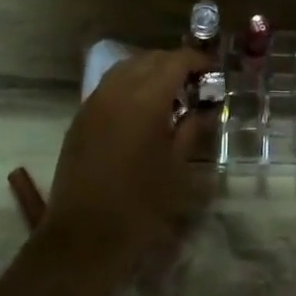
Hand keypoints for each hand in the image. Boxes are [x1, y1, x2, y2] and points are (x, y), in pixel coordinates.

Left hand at [38, 47, 211, 295]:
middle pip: (149, 59)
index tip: (214, 71)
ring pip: (126, 68)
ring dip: (150, 71)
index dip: (197, 60)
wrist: (84, 236)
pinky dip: (130, 84)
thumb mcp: (177, 168)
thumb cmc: (140, 205)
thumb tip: (204, 108)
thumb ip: (192, 129)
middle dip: (174, 64)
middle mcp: (116, 91)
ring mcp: (94, 102)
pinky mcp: (80, 118)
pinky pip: (109, 86)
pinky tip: (142, 108)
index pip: (175, 61)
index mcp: (144, 100)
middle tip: (196, 84)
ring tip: (170, 94)